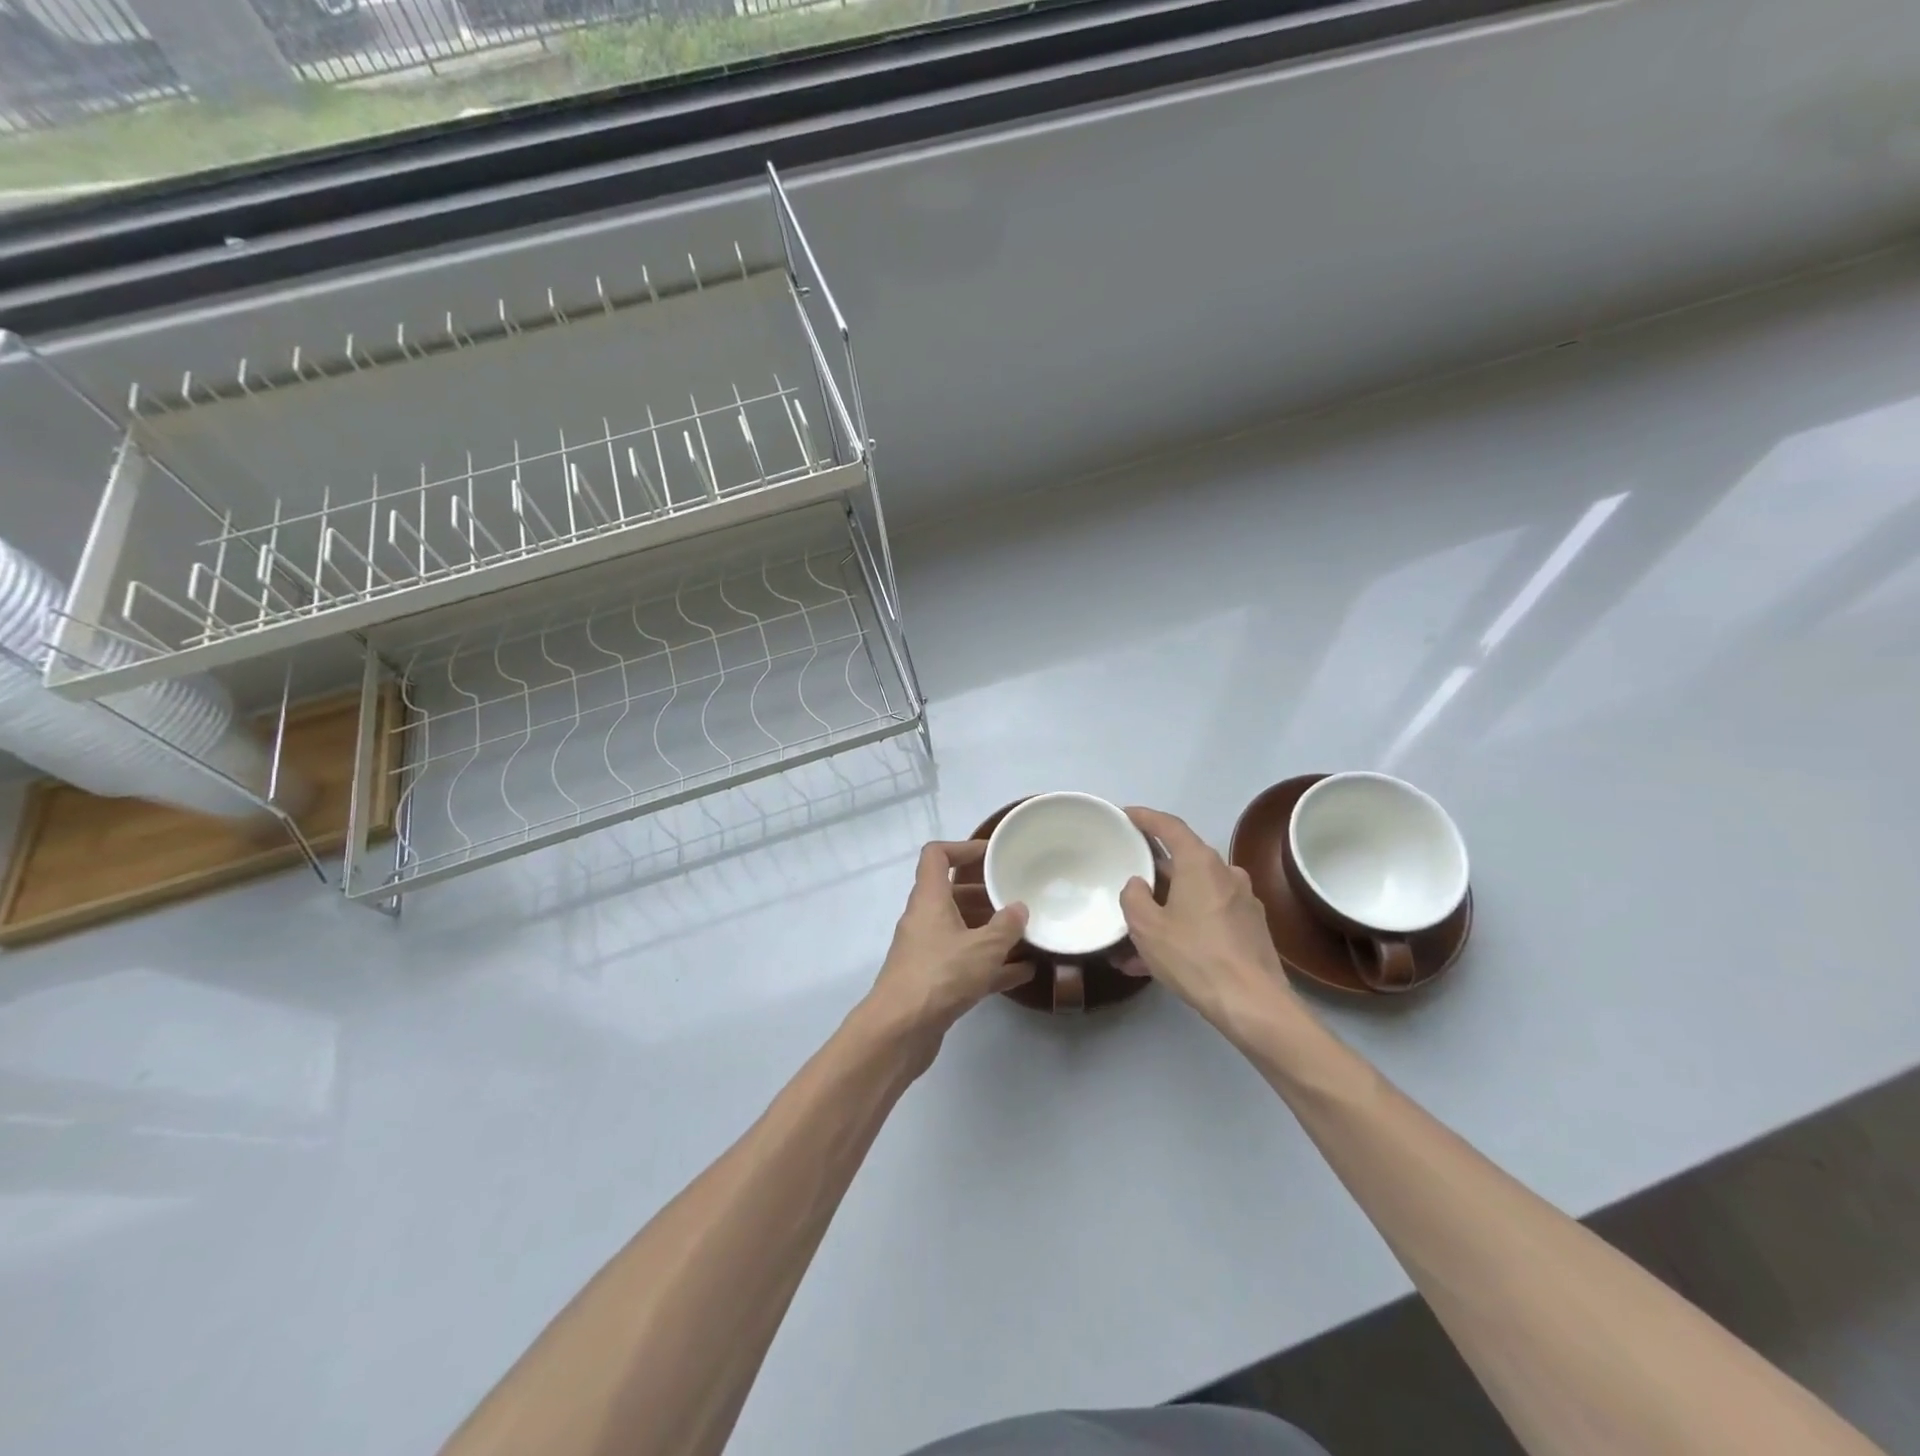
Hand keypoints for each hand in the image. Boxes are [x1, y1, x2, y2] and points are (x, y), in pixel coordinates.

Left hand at [861, 841, 1033, 1065]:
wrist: (899, 1031)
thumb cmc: (940, 975)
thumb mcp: (983, 947)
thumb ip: (1006, 926)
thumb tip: (1018, 908)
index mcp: (929, 899)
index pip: (936, 856)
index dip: (962, 848)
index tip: (991, 855)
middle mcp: (924, 920)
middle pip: (952, 895)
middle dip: (985, 894)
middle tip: (1016, 896)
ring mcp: (926, 952)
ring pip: (961, 931)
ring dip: (990, 931)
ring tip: (1026, 933)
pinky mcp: (933, 982)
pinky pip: (965, 963)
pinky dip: (990, 965)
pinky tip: (1023, 973)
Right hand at [1119, 807, 1299, 1032]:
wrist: (1253, 1004)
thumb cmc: (1194, 956)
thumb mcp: (1147, 927)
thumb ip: (1133, 897)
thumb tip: (1138, 885)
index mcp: (1200, 863)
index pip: (1169, 826)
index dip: (1145, 817)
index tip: (1125, 814)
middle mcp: (1226, 874)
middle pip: (1182, 862)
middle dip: (1152, 874)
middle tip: (1126, 883)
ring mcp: (1242, 902)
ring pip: (1193, 895)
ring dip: (1165, 909)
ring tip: (1134, 938)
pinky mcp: (1250, 929)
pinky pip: (1207, 918)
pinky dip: (1183, 928)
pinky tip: (1158, 961)